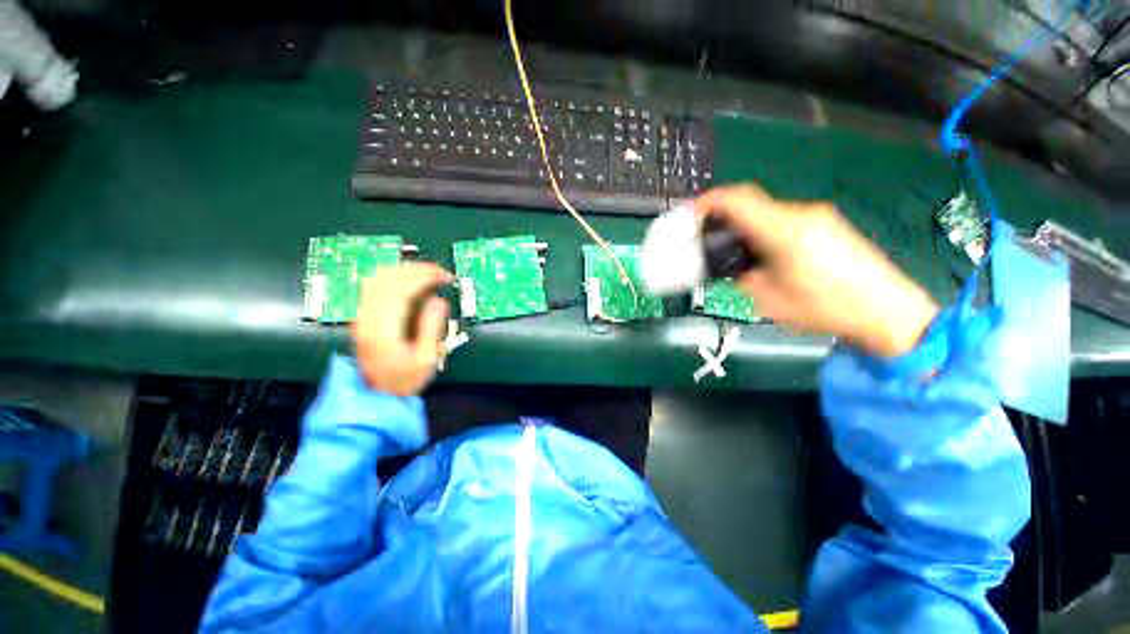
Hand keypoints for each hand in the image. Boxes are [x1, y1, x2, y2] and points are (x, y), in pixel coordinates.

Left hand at [353, 263, 452, 395]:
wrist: (375, 398)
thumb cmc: (404, 381)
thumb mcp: (425, 359)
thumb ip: (431, 327)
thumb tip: (439, 300)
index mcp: (384, 328)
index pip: (402, 288)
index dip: (426, 276)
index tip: (446, 276)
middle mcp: (367, 317)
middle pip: (388, 278)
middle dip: (416, 270)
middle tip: (440, 273)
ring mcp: (361, 316)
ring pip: (377, 279)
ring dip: (403, 270)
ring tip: (426, 274)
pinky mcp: (361, 318)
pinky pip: (372, 287)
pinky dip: (392, 277)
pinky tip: (406, 281)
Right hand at [696, 184, 938, 357]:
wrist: (887, 311)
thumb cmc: (826, 309)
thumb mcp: (770, 302)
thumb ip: (743, 278)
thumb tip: (733, 267)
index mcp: (784, 231)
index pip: (738, 199)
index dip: (709, 201)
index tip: (691, 215)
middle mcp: (801, 214)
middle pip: (750, 203)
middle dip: (723, 218)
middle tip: (707, 240)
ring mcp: (817, 216)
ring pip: (766, 212)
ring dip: (744, 226)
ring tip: (734, 252)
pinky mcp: (827, 224)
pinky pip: (783, 219)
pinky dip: (762, 230)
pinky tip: (762, 254)